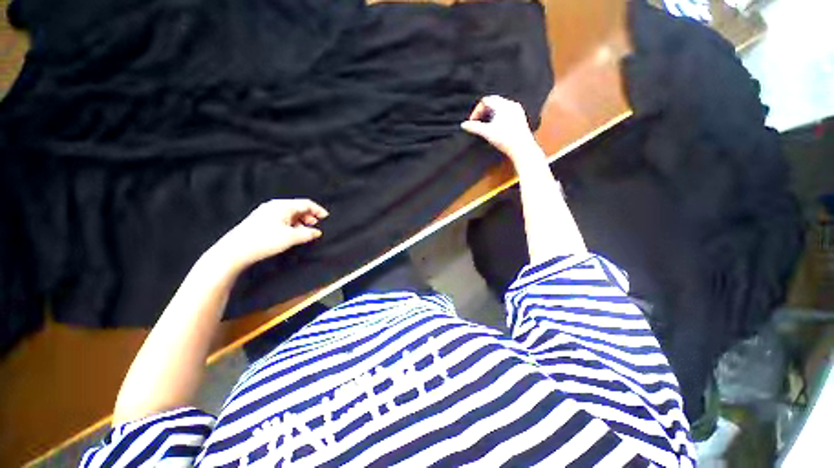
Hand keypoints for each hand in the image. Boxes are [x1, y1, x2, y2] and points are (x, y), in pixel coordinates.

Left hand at [209, 199, 328, 272]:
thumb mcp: (291, 238)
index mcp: (282, 206)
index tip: (326, 217)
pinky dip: (291, 223)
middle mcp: (274, 206)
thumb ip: (307, 234)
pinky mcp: (260, 220)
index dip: (318, 210)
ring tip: (305, 231)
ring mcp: (266, 212)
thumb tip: (317, 232)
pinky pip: (281, 218)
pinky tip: (292, 233)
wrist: (235, 250)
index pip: (306, 203)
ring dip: (300, 220)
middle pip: (297, 207)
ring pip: (289, 213)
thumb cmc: (264, 241)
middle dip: (309, 215)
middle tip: (316, 225)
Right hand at [460, 95, 544, 165]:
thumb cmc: (505, 139)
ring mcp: (517, 110)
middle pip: (493, 102)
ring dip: (490, 114)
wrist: (521, 148)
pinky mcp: (520, 118)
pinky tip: (496, 128)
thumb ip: (474, 127)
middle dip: (483, 111)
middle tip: (478, 123)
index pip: (486, 100)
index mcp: (503, 105)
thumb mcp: (487, 133)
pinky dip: (498, 117)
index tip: (473, 121)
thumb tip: (463, 125)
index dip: (477, 110)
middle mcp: (511, 104)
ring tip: (486, 126)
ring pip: (500, 107)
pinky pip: (506, 112)